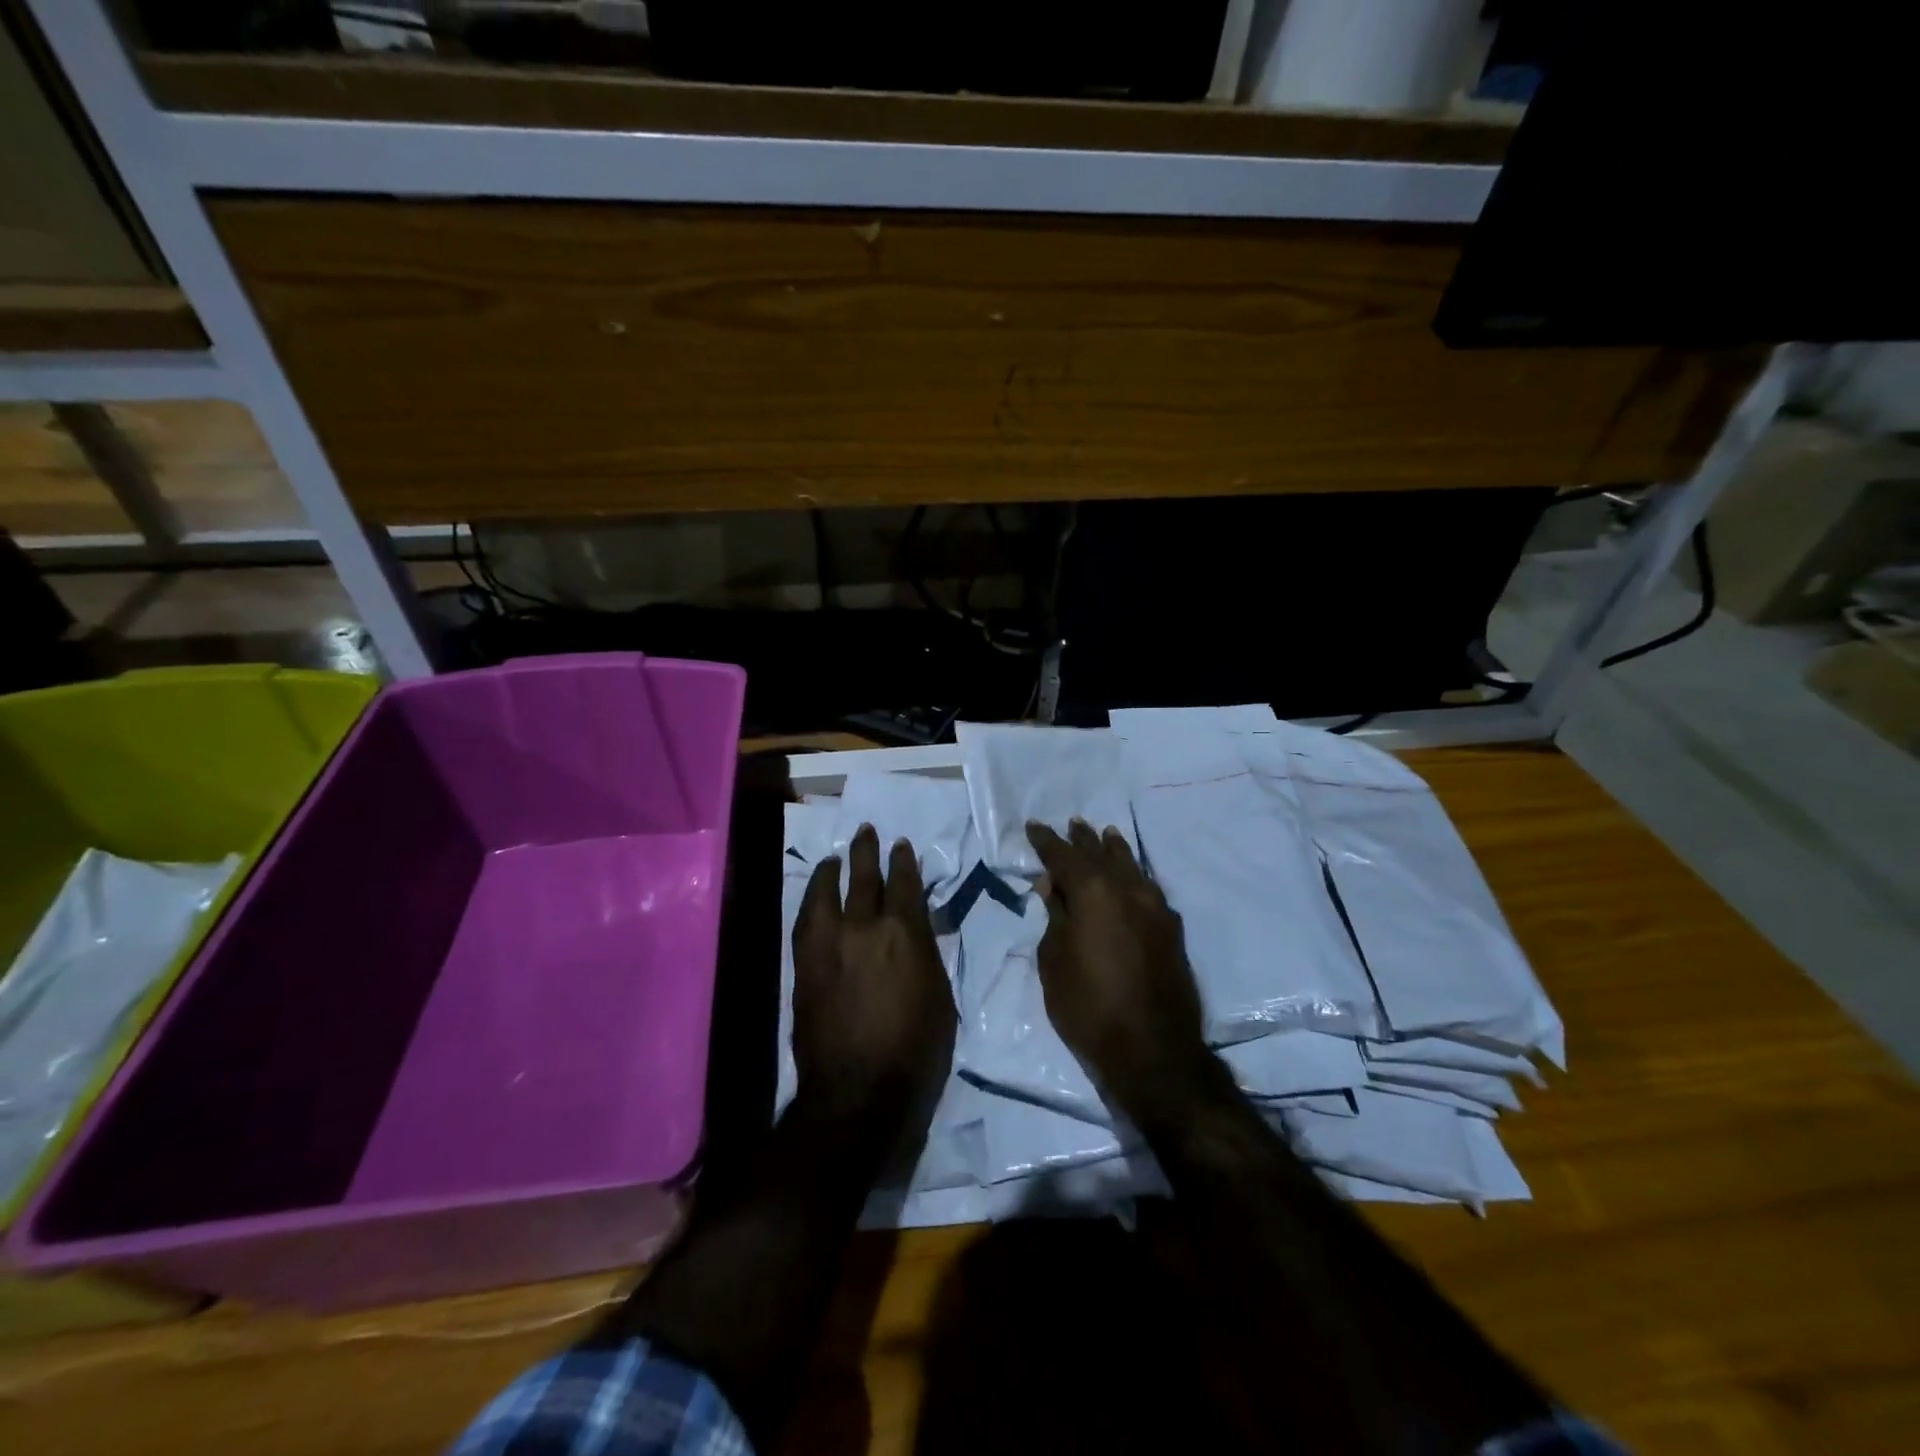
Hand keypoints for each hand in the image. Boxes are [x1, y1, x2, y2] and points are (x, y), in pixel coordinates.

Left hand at [791, 825, 957, 1142]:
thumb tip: (916, 928)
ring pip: (830, 891)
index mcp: (906, 933)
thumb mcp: (939, 994)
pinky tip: (816, 893)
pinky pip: (806, 917)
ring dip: (836, 869)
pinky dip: (813, 898)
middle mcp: (865, 926)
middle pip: (865, 877)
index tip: (901, 846)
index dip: (903, 861)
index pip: (905, 884)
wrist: (858, 1090)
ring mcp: (829, 942)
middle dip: (868, 852)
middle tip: (868, 832)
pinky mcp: (804, 961)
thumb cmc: (915, 1049)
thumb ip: (926, 952)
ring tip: (838, 857)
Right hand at [1027, 820, 1213, 1123]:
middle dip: (1083, 839)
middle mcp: (1127, 888)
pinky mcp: (1172, 928)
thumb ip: (1054, 916)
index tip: (1034, 826)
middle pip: (1101, 853)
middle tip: (1073, 824)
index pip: (1064, 855)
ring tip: (1105, 835)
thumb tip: (1053, 886)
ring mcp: (1155, 906)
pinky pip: (1147, 887)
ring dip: (1114, 850)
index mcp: (1093, 891)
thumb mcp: (1054, 961)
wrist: (1152, 1050)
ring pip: (1131, 865)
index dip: (1046, 840)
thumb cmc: (1088, 1006)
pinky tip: (1130, 876)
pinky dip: (1133, 875)